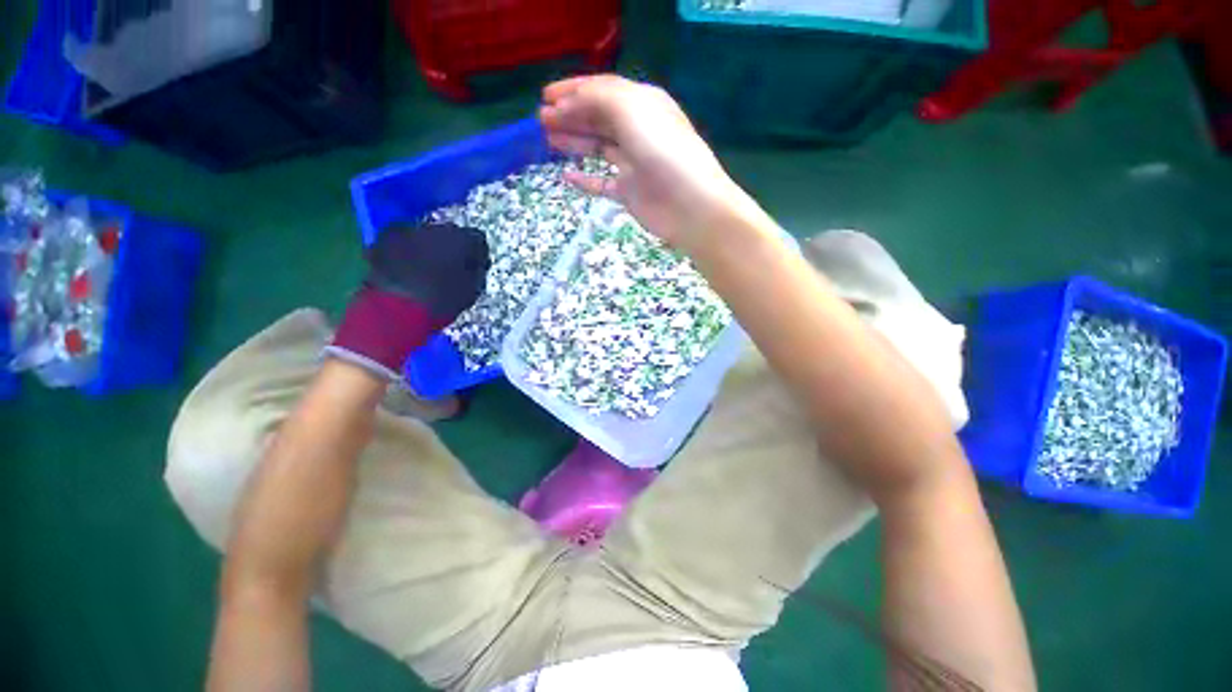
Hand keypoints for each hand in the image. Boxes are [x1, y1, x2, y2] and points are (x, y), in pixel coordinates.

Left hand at [328, 223, 489, 379]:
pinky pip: (403, 242)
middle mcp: (435, 227)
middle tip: (451, 271)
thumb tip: (475, 263)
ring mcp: (406, 231)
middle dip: (452, 250)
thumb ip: (477, 271)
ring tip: (426, 273)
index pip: (478, 239)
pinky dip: (407, 253)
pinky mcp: (383, 240)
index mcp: (461, 239)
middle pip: (450, 234)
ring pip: (425, 236)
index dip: (478, 256)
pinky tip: (406, 271)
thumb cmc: (441, 302)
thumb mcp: (472, 291)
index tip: (476, 269)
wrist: (393, 310)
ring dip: (428, 250)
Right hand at [539, 75, 754, 250]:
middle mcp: (638, 131)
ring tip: (548, 140)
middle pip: (598, 119)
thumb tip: (566, 104)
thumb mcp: (630, 109)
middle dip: (569, 116)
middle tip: (541, 121)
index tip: (544, 97)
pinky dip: (586, 181)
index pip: (602, 91)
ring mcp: (634, 164)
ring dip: (575, 142)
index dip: (572, 91)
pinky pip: (602, 183)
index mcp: (642, 104)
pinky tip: (567, 177)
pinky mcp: (630, 192)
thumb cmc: (662, 151)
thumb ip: (597, 99)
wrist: (690, 205)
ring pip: (598, 149)